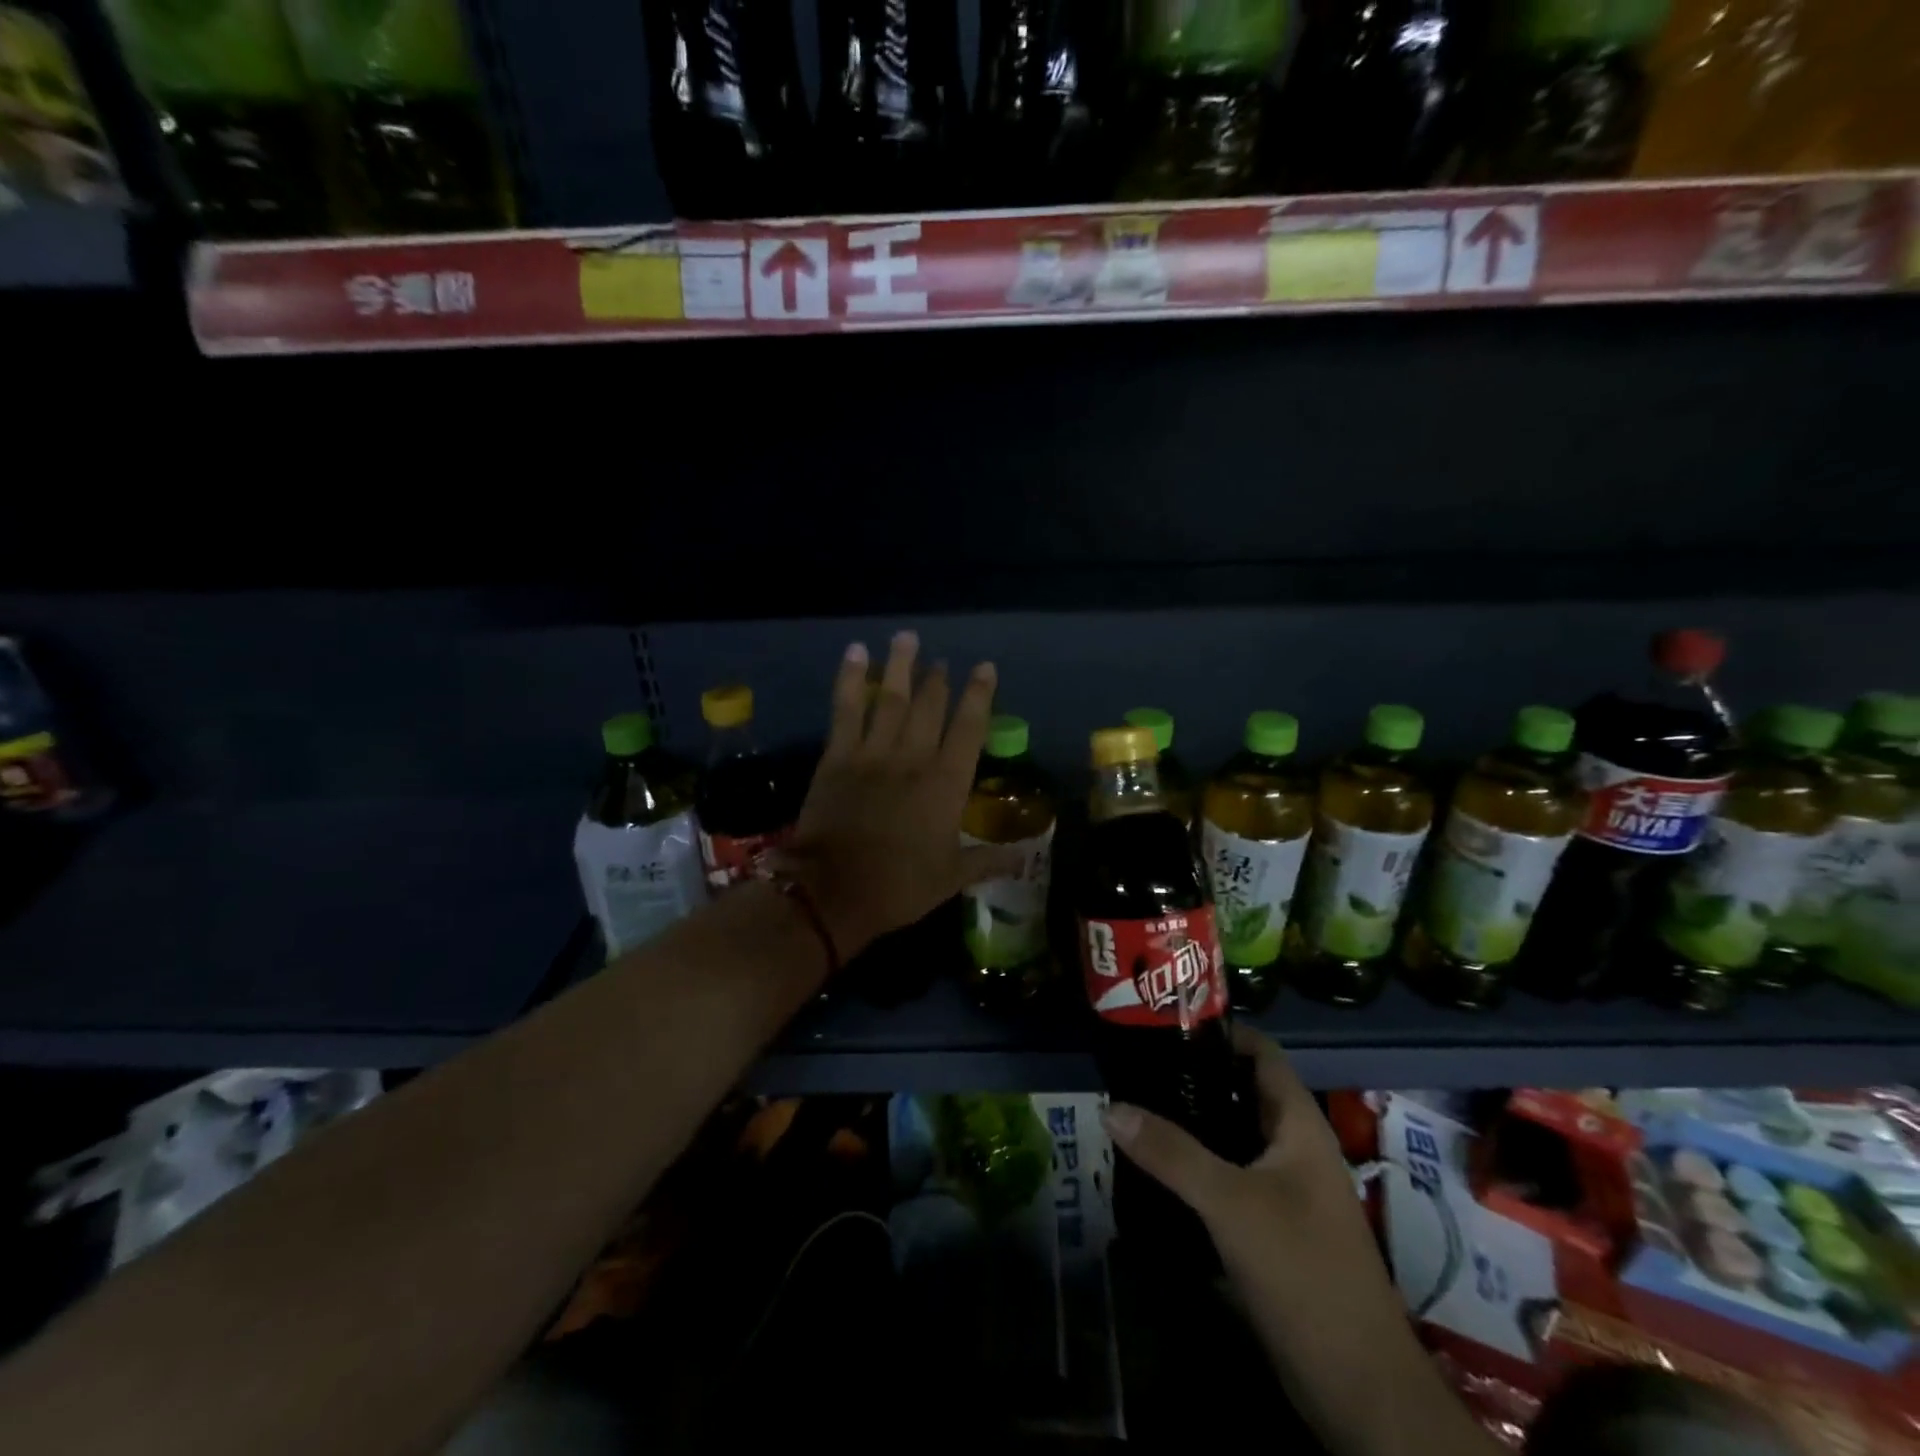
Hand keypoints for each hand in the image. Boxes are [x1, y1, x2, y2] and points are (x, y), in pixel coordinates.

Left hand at [777, 631, 1016, 960]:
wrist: (834, 892)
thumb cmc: (899, 886)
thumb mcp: (951, 878)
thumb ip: (987, 861)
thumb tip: (1022, 859)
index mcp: (946, 784)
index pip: (969, 729)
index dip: (979, 696)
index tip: (984, 668)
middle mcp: (913, 758)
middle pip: (929, 707)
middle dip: (937, 679)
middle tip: (941, 659)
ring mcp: (873, 753)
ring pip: (890, 700)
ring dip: (900, 667)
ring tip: (906, 638)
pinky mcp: (837, 757)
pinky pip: (846, 710)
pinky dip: (850, 680)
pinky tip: (856, 653)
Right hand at [1103, 1031, 1487, 1455]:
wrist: (1359, 1389)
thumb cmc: (1304, 1274)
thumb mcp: (1231, 1205)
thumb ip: (1171, 1153)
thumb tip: (1111, 1107)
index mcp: (1299, 1126)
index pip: (1260, 1053)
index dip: (1219, 1031)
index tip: (1164, 1025)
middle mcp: (1293, 1148)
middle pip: (1239, 1092)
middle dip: (1191, 1076)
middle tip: (1135, 1066)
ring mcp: (1284, 1190)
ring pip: (1230, 1136)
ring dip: (1189, 1123)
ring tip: (1134, 1108)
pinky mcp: (1271, 1227)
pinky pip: (1226, 1176)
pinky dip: (1193, 1164)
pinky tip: (1154, 1168)